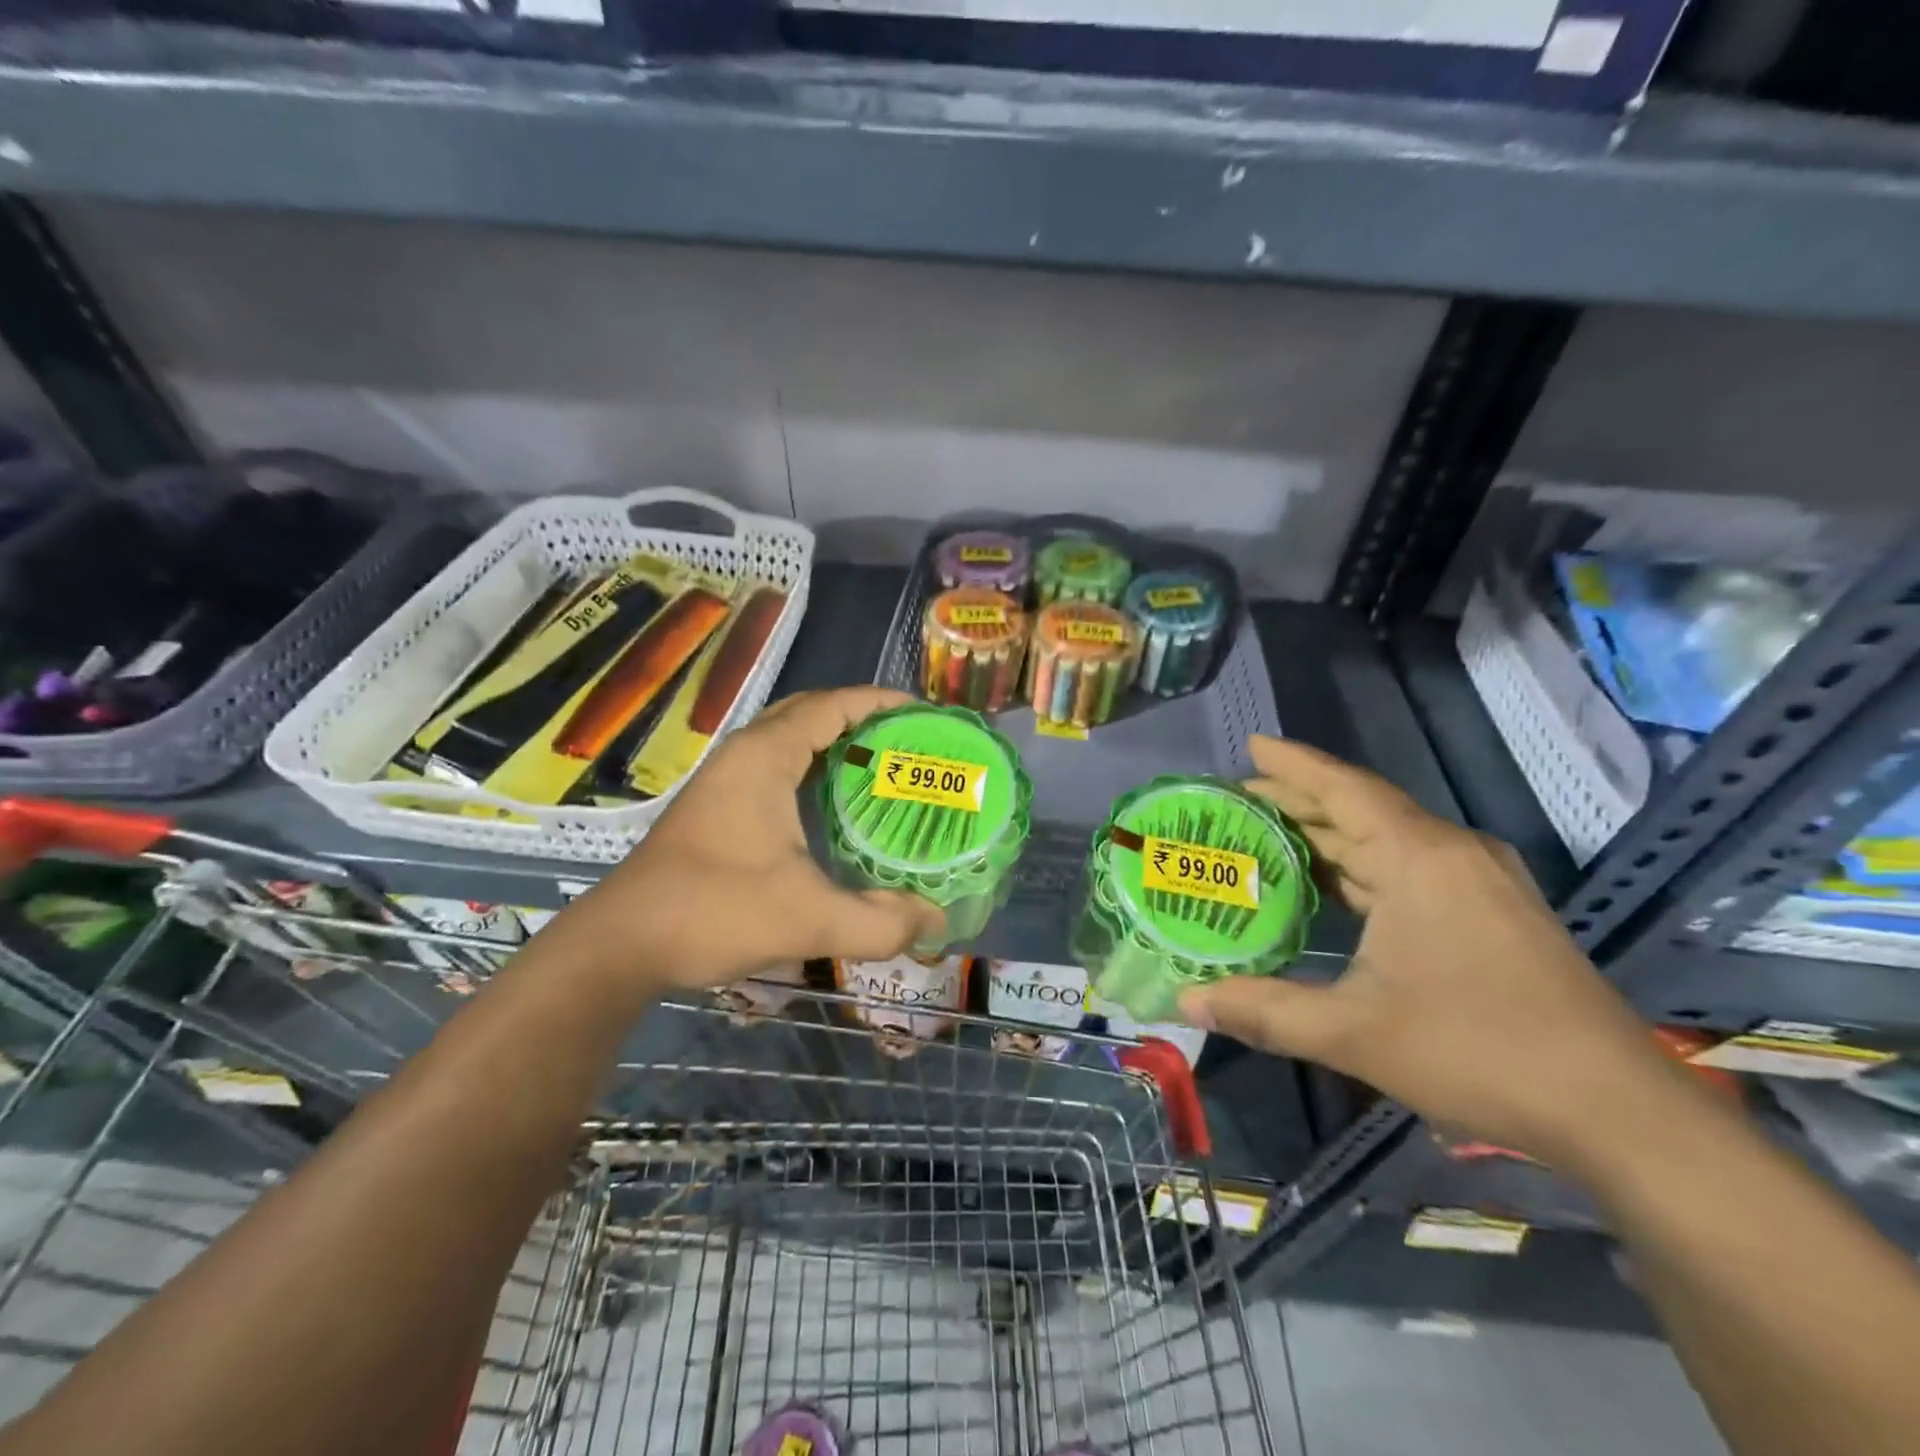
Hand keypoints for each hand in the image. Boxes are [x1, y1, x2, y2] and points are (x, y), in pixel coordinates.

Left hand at [569, 687, 944, 991]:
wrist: (622, 943)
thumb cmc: (713, 912)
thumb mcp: (808, 919)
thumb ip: (879, 921)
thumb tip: (934, 920)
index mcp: (766, 756)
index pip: (833, 705)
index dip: (882, 702)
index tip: (926, 715)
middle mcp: (745, 754)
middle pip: (813, 713)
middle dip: (863, 720)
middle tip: (910, 745)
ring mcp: (726, 779)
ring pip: (792, 740)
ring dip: (837, 745)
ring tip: (885, 771)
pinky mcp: (718, 805)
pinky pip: (778, 767)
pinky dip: (814, 772)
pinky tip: (837, 810)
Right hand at [1180, 735, 1670, 1161]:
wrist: (1618, 1111)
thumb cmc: (1479, 1053)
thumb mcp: (1355, 1033)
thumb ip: (1264, 1011)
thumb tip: (1185, 1000)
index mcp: (1421, 859)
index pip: (1344, 790)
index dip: (1293, 765)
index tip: (1251, 745)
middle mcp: (1452, 853)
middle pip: (1363, 807)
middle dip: (1299, 800)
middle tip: (1238, 799)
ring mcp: (1480, 881)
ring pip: (1389, 838)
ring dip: (1330, 834)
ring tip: (1270, 835)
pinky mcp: (1494, 910)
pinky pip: (1412, 865)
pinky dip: (1363, 864)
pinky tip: (1332, 885)